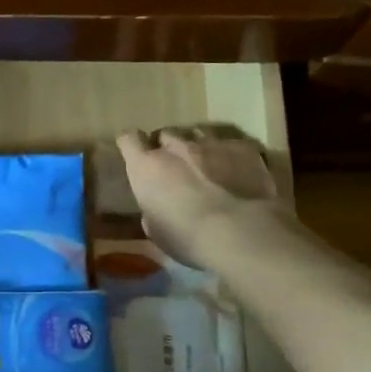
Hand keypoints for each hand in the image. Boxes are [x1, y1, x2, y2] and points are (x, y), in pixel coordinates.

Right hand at [115, 126, 283, 269]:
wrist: (239, 232)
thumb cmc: (187, 238)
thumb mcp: (156, 230)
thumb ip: (152, 208)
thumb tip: (157, 204)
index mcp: (147, 166)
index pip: (128, 139)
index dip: (131, 145)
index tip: (136, 155)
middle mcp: (175, 147)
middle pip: (165, 134)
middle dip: (168, 148)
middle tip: (175, 168)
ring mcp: (211, 143)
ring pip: (198, 133)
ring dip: (198, 147)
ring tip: (208, 167)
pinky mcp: (242, 147)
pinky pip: (232, 144)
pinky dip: (231, 154)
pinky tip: (238, 172)